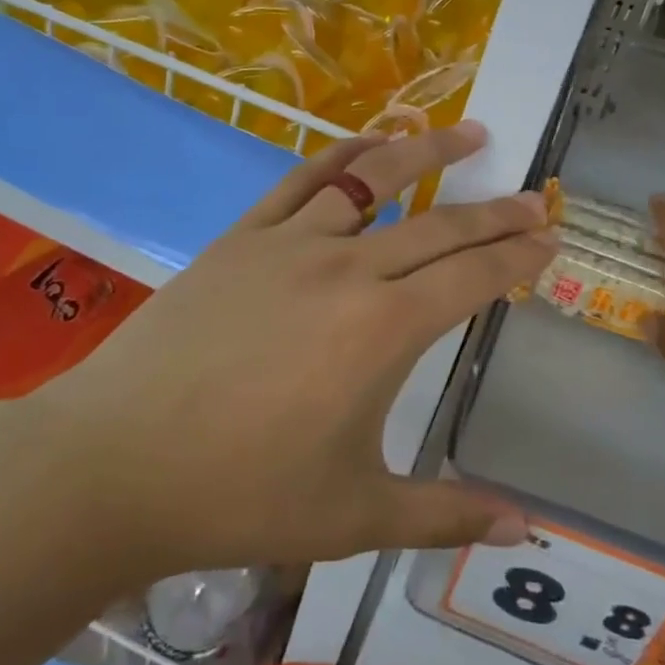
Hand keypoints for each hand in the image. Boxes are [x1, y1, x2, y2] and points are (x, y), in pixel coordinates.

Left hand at [40, 123, 557, 574]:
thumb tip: (523, 530)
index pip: (473, 278)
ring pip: (375, 180)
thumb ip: (445, 516)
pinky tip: (371, 142)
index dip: (518, 257)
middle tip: (533, 198)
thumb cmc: (242, 495)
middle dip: (495, 211)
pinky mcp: (243, 236)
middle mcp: (349, 269)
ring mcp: (292, 242)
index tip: (549, 241)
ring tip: (469, 134)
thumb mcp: (355, 517)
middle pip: (440, 225)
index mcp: (384, 330)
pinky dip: (345, 154)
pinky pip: (305, 179)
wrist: (115, 463)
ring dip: (428, 153)